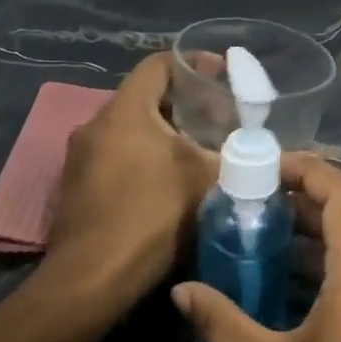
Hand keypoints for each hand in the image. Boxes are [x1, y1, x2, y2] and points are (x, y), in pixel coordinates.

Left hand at [47, 54, 217, 303]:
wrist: (92, 278)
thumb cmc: (150, 217)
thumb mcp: (205, 182)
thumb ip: (236, 158)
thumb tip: (264, 152)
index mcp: (124, 111)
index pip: (158, 65)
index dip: (194, 63)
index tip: (223, 76)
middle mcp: (95, 125)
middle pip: (145, 98)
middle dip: (184, 105)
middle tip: (220, 119)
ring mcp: (79, 158)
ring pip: (130, 131)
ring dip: (164, 135)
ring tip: (200, 151)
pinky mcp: (76, 187)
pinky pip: (116, 157)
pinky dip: (144, 159)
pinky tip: (168, 183)